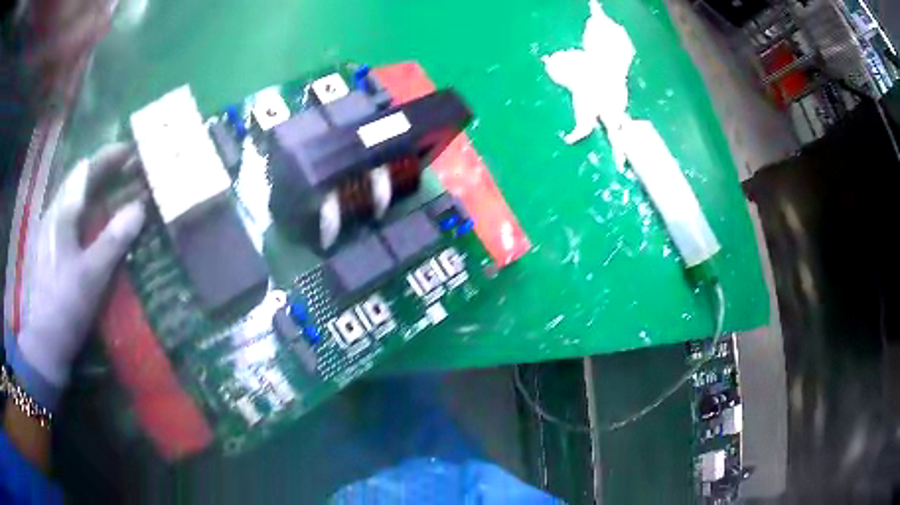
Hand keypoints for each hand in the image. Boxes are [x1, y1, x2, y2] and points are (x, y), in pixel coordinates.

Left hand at [11, 143, 145, 408]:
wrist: (43, 343)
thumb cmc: (65, 307)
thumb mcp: (91, 276)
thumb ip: (114, 240)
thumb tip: (140, 207)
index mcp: (61, 214)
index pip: (85, 171)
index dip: (108, 157)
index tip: (131, 151)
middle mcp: (53, 214)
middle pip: (77, 180)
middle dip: (102, 170)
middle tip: (127, 171)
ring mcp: (47, 232)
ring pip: (71, 197)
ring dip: (93, 189)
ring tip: (113, 192)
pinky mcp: (47, 250)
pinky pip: (68, 216)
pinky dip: (83, 209)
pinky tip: (91, 222)